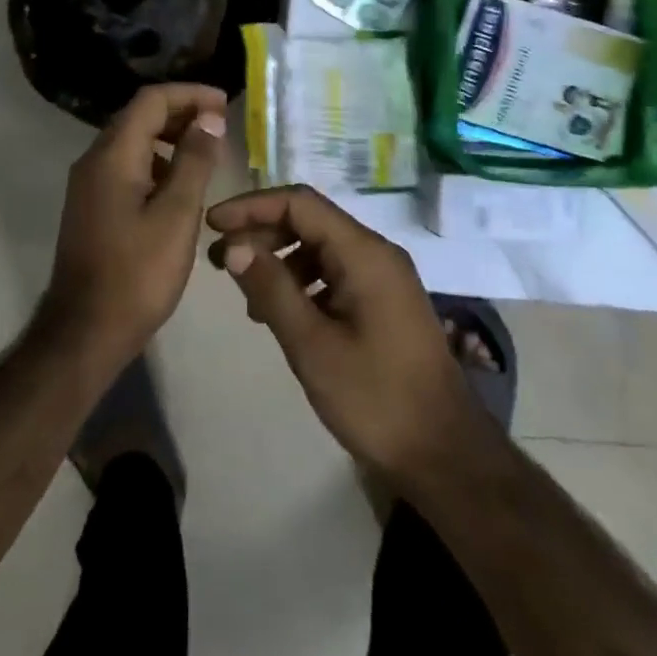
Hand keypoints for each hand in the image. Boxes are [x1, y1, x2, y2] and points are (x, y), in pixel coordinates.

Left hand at [41, 83, 227, 366]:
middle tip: (221, 125)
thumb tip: (209, 118)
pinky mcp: (93, 206)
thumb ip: (194, 160)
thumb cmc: (137, 274)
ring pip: (133, 141)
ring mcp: (89, 185)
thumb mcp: (177, 214)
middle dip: (182, 112)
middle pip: (140, 116)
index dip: (190, 94)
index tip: (226, 105)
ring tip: (208, 152)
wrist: (84, 334)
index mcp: (113, 155)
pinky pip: (127, 166)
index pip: (152, 100)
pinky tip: (181, 185)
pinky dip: (157, 162)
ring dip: (170, 137)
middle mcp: (94, 160)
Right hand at [207, 185, 491, 485]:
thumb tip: (234, 244)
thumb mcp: (313, 346)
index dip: (253, 206)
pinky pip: (336, 272)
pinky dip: (303, 281)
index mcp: (364, 252)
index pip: (300, 203)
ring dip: (281, 258)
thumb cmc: (375, 398)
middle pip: (311, 220)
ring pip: (322, 247)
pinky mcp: (384, 300)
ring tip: (245, 292)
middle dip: (262, 232)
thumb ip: (272, 289)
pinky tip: (280, 313)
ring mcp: (384, 276)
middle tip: (219, 260)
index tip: (212, 224)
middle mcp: (376, 252)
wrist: (443, 452)